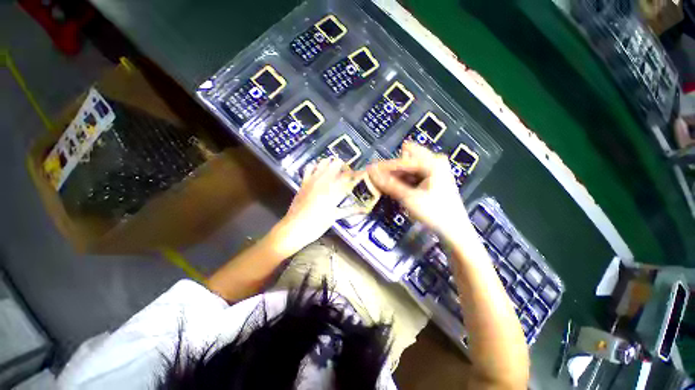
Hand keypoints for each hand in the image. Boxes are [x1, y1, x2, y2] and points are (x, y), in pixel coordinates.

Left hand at [271, 157, 364, 256]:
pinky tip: (318, 171)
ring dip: (331, 164)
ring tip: (335, 172)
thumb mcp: (335, 217)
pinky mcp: (304, 182)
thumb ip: (350, 210)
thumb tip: (364, 209)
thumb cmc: (317, 224)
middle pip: (337, 164)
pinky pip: (309, 168)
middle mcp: (324, 181)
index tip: (362, 173)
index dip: (357, 173)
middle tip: (347, 175)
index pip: (349, 176)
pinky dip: (315, 166)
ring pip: (324, 162)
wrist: (295, 227)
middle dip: (344, 167)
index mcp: (334, 190)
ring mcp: (312, 180)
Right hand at [367, 142, 471, 240]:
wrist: (455, 232)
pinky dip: (403, 182)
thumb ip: (389, 184)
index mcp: (432, 162)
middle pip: (405, 162)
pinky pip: (413, 177)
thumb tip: (371, 173)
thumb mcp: (409, 198)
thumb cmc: (435, 213)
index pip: (401, 162)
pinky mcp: (432, 180)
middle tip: (375, 179)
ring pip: (408, 170)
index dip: (384, 167)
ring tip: (382, 185)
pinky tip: (394, 189)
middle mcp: (434, 162)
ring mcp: (434, 171)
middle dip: (390, 171)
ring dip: (395, 177)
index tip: (368, 170)